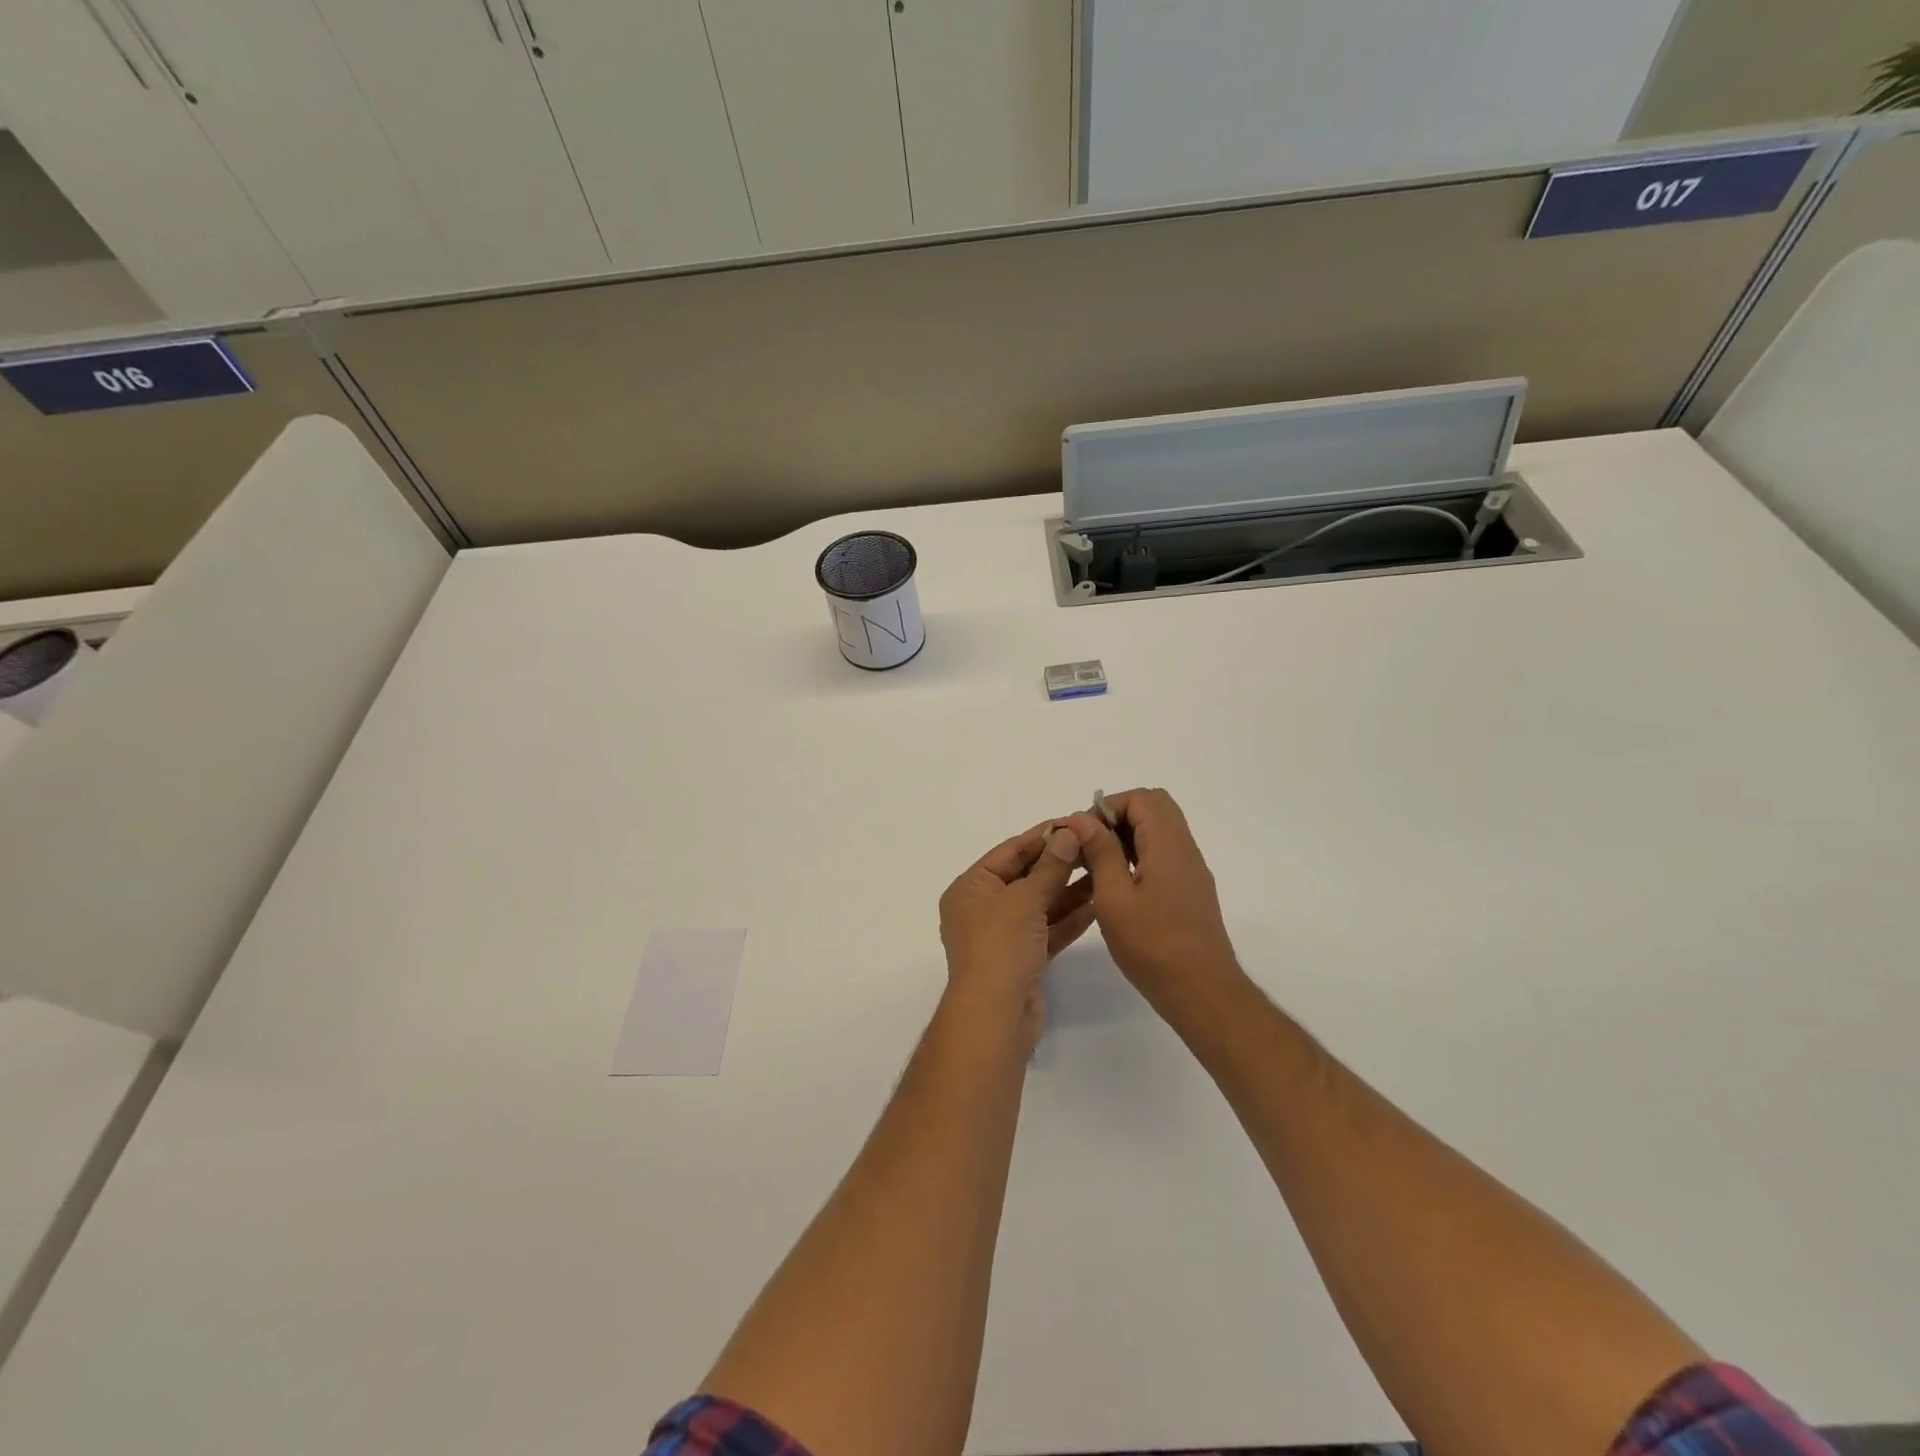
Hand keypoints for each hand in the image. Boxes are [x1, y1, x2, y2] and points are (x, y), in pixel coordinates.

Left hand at [938, 819, 1096, 1045]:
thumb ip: (1050, 867)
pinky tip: (1099, 902)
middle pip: (1025, 876)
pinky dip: (1070, 917)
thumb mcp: (1024, 900)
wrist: (995, 1018)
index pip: (1009, 852)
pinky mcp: (1024, 959)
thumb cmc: (1000, 948)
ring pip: (1040, 904)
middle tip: (1096, 843)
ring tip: (1104, 868)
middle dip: (1059, 862)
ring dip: (1070, 888)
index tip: (1074, 821)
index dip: (1042, 836)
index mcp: (970, 888)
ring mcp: (1004, 935)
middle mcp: (983, 908)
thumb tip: (1069, 833)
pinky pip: (1048, 929)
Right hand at [1079, 788, 1241, 1012]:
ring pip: (1160, 831)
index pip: (1141, 798)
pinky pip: (1165, 854)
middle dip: (1118, 816)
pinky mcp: (1190, 891)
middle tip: (1090, 844)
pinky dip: (1140, 855)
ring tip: (1097, 865)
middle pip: (1155, 808)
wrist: (1202, 992)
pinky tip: (1118, 886)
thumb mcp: (1114, 897)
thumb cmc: (1153, 945)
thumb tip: (1083, 818)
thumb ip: (1100, 852)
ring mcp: (1191, 870)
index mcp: (1168, 845)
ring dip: (1127, 836)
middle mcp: (1185, 849)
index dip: (1108, 807)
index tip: (1082, 833)